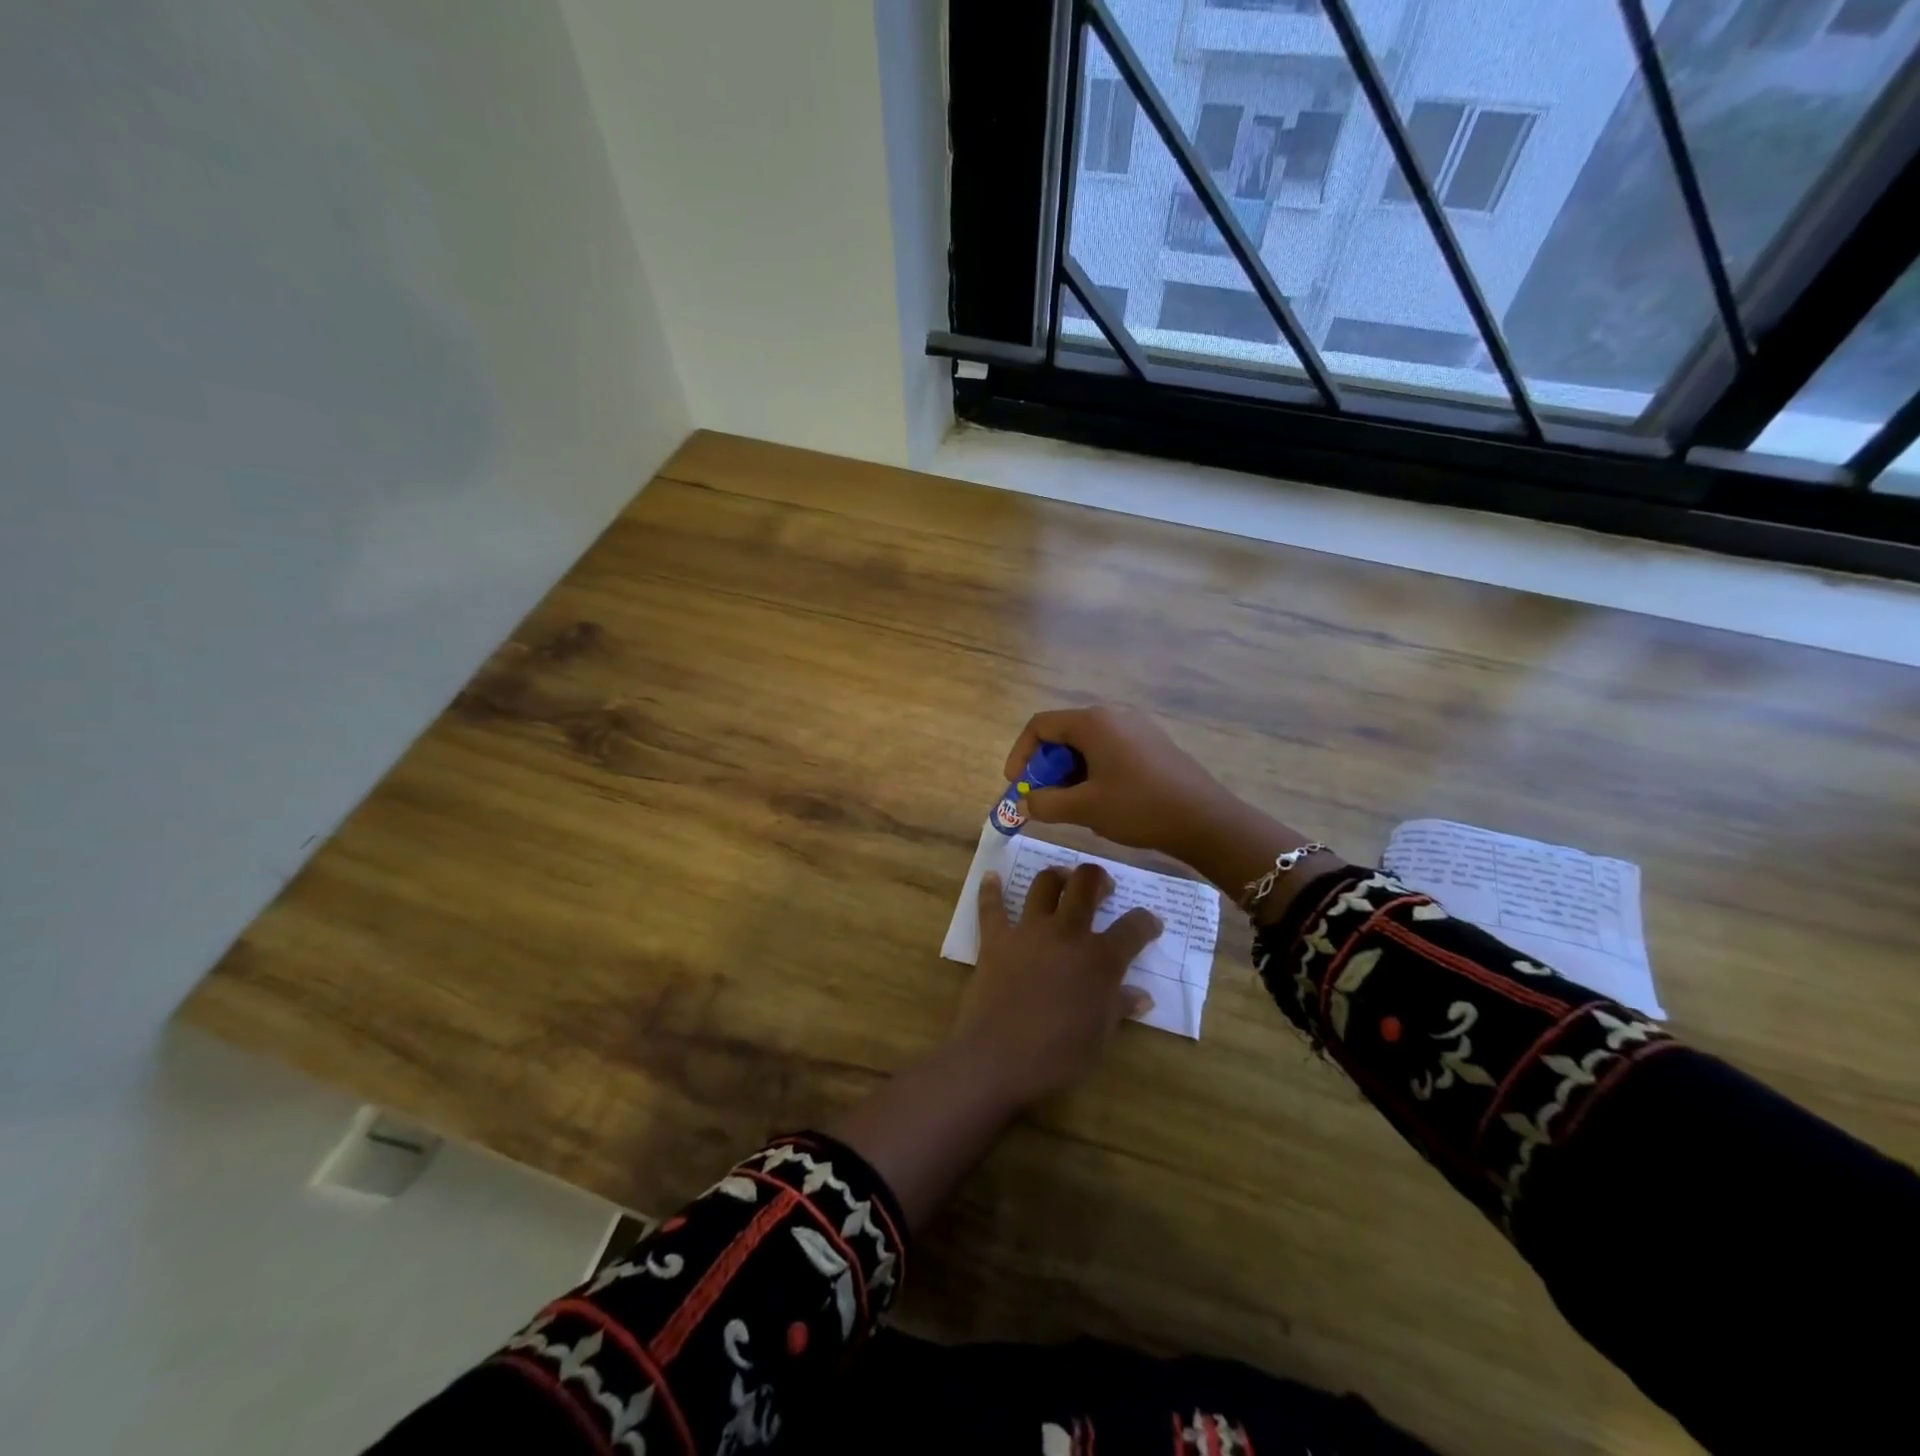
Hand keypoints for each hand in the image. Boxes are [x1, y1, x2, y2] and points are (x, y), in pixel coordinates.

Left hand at [949, 862, 1160, 1104]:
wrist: (998, 1056)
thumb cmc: (1058, 1055)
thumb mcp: (1099, 1036)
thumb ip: (1119, 1008)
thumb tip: (1142, 996)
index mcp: (1100, 959)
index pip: (1133, 929)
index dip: (1146, 922)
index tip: (1151, 922)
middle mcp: (1067, 934)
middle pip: (1086, 886)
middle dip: (1098, 879)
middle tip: (1102, 885)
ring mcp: (1029, 931)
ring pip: (1044, 885)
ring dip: (1056, 877)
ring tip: (1061, 878)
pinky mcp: (996, 939)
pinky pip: (991, 907)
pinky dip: (990, 890)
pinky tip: (992, 876)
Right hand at [1003, 704, 1235, 859]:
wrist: (1205, 820)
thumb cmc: (1139, 807)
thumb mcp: (1084, 808)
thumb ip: (1045, 803)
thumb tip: (1024, 804)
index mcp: (1093, 722)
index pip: (1040, 726)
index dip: (1021, 754)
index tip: (1017, 786)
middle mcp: (1114, 716)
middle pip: (1064, 734)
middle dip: (1045, 767)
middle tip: (1042, 799)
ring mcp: (1136, 729)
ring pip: (1087, 745)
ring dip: (1069, 773)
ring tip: (1070, 806)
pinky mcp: (1152, 745)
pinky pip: (1109, 751)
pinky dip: (1092, 772)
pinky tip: (1100, 802)